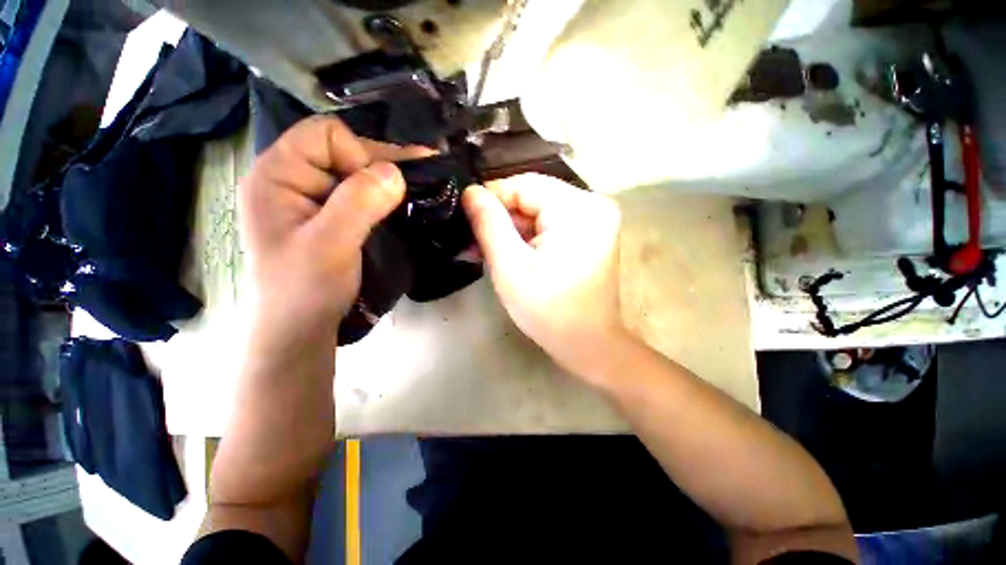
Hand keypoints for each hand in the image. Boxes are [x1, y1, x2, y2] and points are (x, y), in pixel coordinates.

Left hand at [238, 116, 427, 340]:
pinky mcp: (327, 215)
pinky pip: (358, 193)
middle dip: (381, 165)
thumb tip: (395, 172)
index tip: (385, 187)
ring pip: (354, 172)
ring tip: (417, 191)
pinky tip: (400, 206)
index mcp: (277, 175)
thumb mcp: (330, 245)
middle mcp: (291, 178)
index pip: (324, 135)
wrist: (300, 328)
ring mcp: (310, 198)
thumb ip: (359, 204)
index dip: (359, 155)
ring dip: (386, 182)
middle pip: (342, 150)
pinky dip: (382, 197)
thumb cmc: (306, 289)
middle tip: (421, 180)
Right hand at [462, 174, 628, 383]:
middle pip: (533, 196)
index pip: (523, 185)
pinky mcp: (592, 232)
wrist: (588, 343)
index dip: (492, 199)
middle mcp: (593, 204)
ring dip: (514, 228)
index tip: (467, 219)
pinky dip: (530, 235)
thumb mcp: (510, 267)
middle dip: (502, 218)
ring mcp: (596, 218)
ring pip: (540, 210)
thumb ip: (489, 225)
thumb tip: (470, 192)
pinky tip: (510, 251)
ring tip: (486, 249)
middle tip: (474, 240)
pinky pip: (552, 222)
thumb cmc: (548, 311)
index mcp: (577, 209)